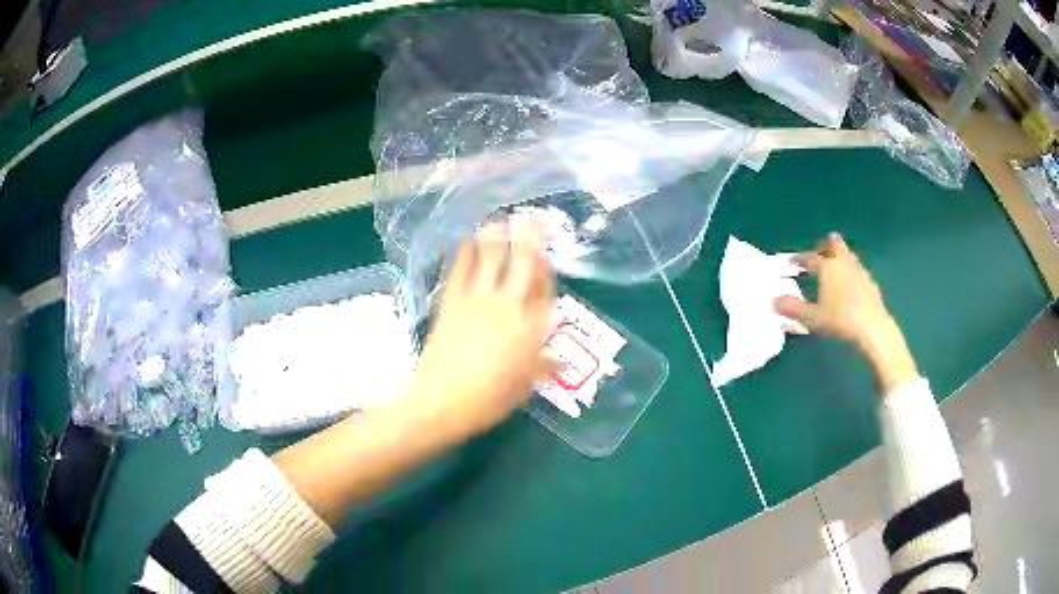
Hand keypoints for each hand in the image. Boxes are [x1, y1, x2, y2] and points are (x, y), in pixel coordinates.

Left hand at [405, 222, 556, 438]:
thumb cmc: (489, 400)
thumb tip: (559, 362)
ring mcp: (477, 301)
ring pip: (491, 260)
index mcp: (531, 329)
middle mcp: (508, 307)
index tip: (547, 257)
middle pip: (523, 265)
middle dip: (531, 238)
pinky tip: (467, 242)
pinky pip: (460, 272)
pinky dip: (465, 255)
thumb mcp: (524, 388)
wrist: (441, 401)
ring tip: (501, 219)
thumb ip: (542, 368)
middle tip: (533, 218)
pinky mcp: (451, 303)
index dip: (546, 270)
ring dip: (497, 237)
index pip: (545, 290)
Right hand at [774, 233, 918, 393]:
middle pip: (834, 245)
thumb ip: (792, 309)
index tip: (792, 262)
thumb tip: (774, 301)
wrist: (872, 329)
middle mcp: (843, 263)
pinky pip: (857, 269)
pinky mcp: (870, 283)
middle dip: (825, 245)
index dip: (799, 259)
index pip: (810, 258)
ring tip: (834, 266)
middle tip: (819, 252)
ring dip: (840, 256)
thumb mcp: (812, 318)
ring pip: (848, 255)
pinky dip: (850, 271)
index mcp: (827, 267)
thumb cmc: (840, 320)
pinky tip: (850, 284)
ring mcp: (859, 271)